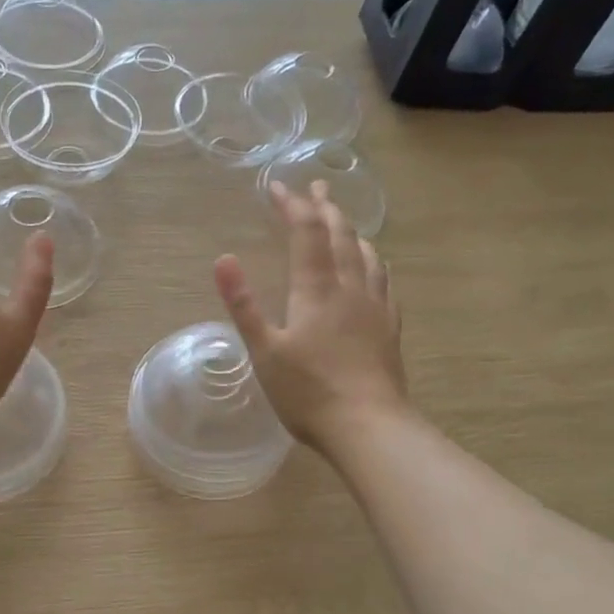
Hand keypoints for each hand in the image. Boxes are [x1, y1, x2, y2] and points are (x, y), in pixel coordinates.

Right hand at [214, 179, 407, 454]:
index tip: (277, 187)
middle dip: (325, 207)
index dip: (292, 205)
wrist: (369, 426)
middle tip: (317, 187)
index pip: (306, 232)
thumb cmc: (308, 392)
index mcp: (316, 290)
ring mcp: (375, 306)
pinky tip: (375, 266)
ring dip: (351, 230)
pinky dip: (374, 260)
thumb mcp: (264, 351)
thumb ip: (243, 304)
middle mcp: (349, 287)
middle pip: (340, 235)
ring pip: (366, 253)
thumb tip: (223, 258)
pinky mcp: (389, 327)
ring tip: (343, 219)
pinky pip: (384, 280)